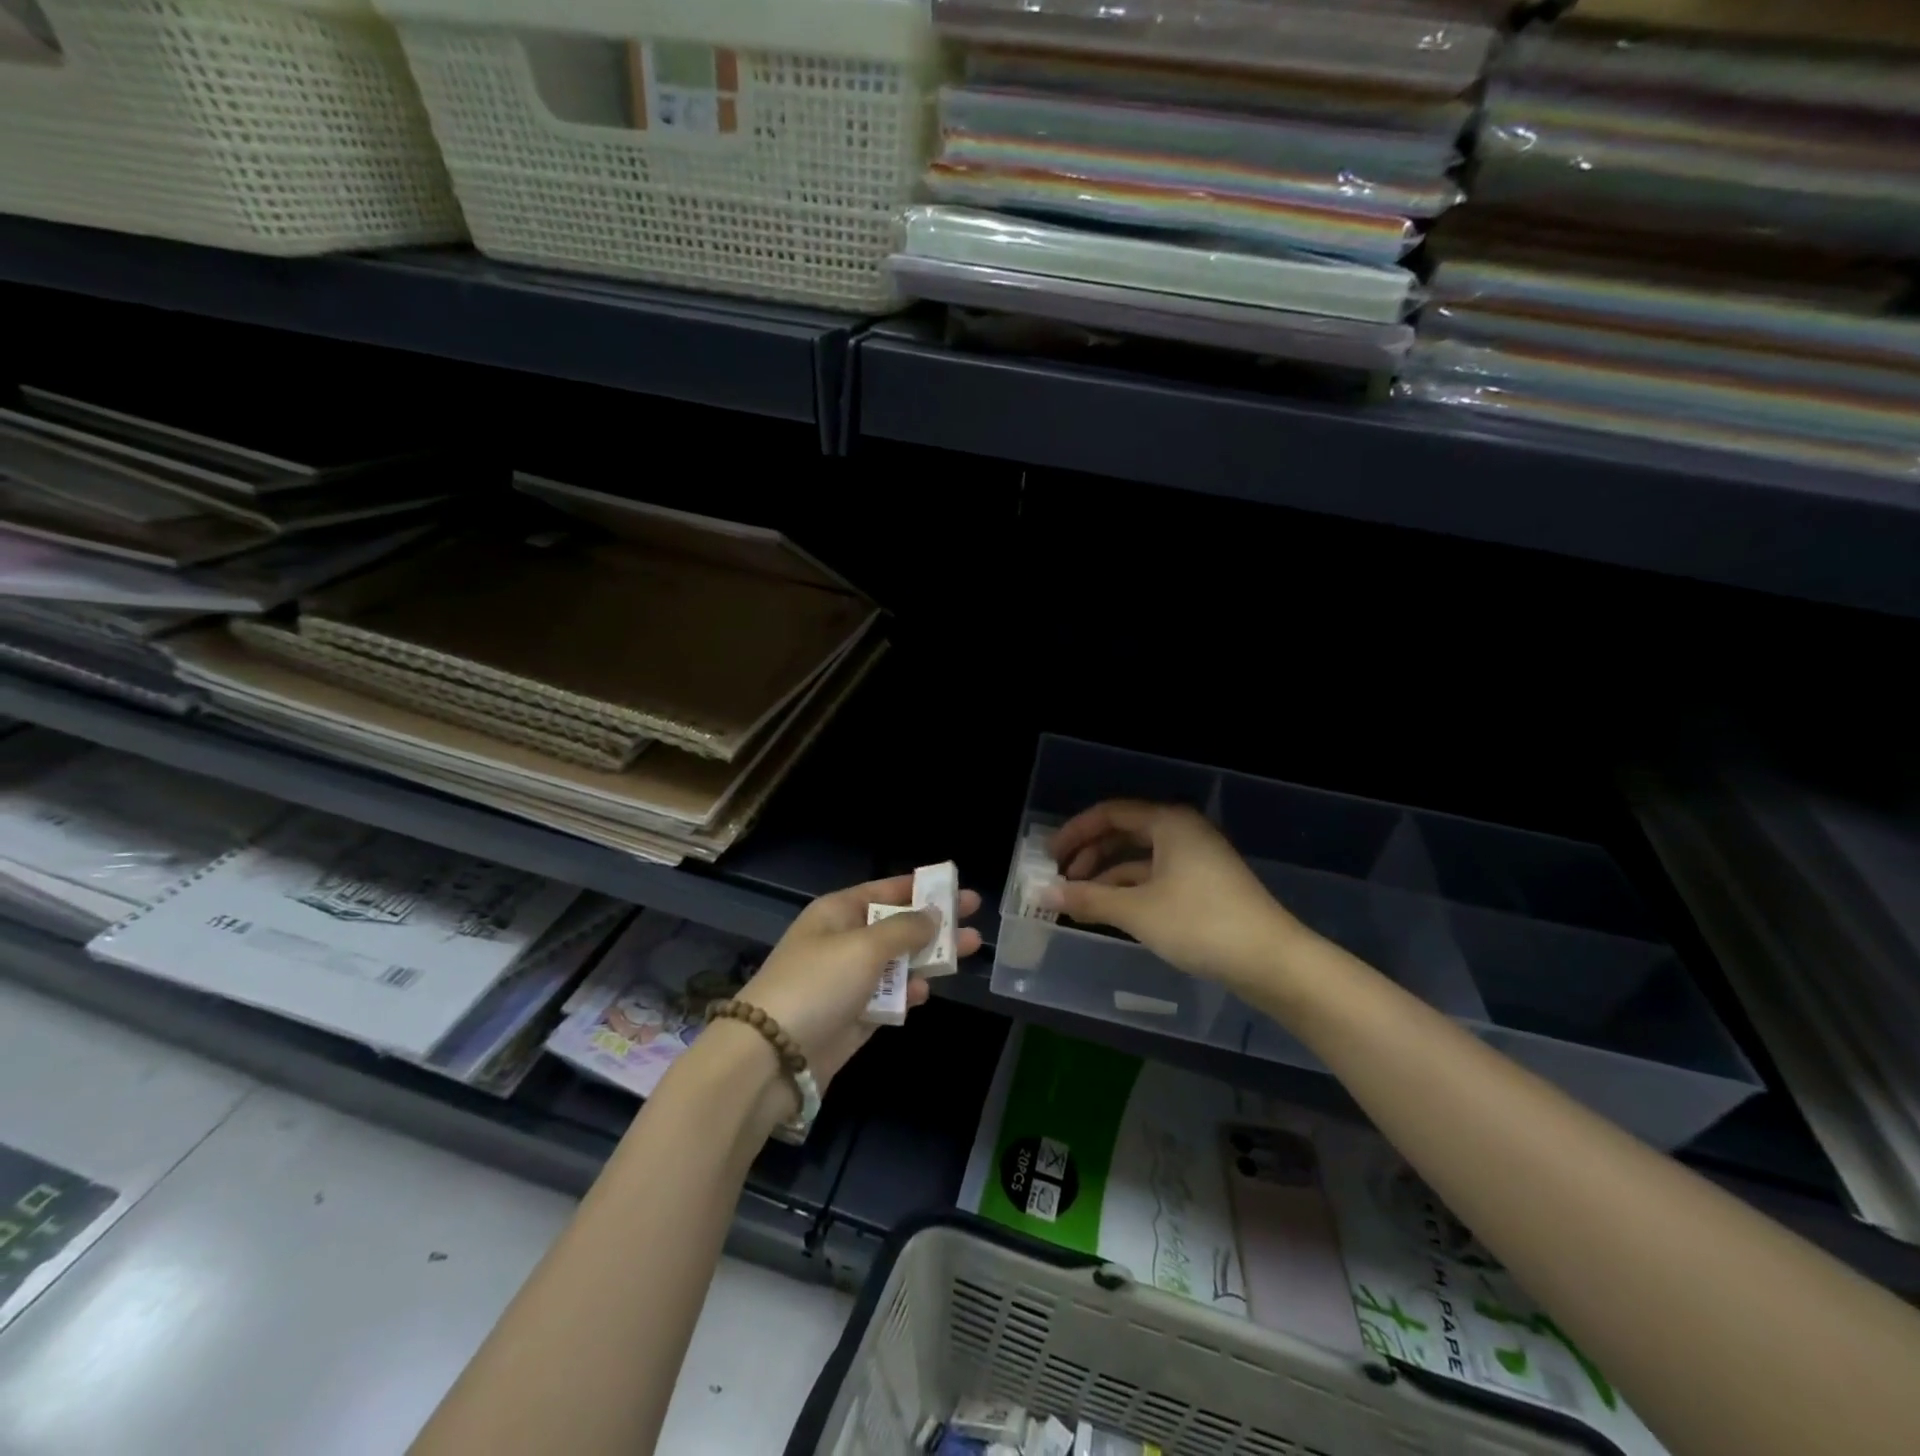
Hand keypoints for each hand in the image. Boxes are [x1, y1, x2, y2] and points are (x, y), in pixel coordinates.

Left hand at [734, 875, 982, 1092]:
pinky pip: (888, 997)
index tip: (956, 886)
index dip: (921, 887)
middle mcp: (843, 941)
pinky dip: (906, 993)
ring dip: (928, 958)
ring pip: (897, 962)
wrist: (771, 1056)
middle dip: (935, 922)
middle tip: (975, 918)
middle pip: (897, 926)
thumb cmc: (818, 984)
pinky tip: (923, 992)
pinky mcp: (853, 1016)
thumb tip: (933, 914)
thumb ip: (905, 929)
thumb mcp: (864, 947)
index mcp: (838, 913)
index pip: (885, 890)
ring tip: (968, 951)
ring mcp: (848, 981)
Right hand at [1046, 800, 1299, 992]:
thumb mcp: (1137, 911)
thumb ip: (1088, 899)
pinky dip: (1130, 890)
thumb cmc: (1201, 924)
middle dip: (1089, 855)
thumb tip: (1044, 894)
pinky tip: (1112, 911)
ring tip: (1079, 900)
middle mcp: (1183, 832)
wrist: (1273, 962)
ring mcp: (1197, 860)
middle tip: (1061, 880)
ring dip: (1107, 876)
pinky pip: (1156, 877)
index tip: (1049, 857)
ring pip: (1140, 858)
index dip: (1076, 832)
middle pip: (1125, 833)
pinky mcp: (1205, 887)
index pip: (1110, 813)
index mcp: (1169, 822)